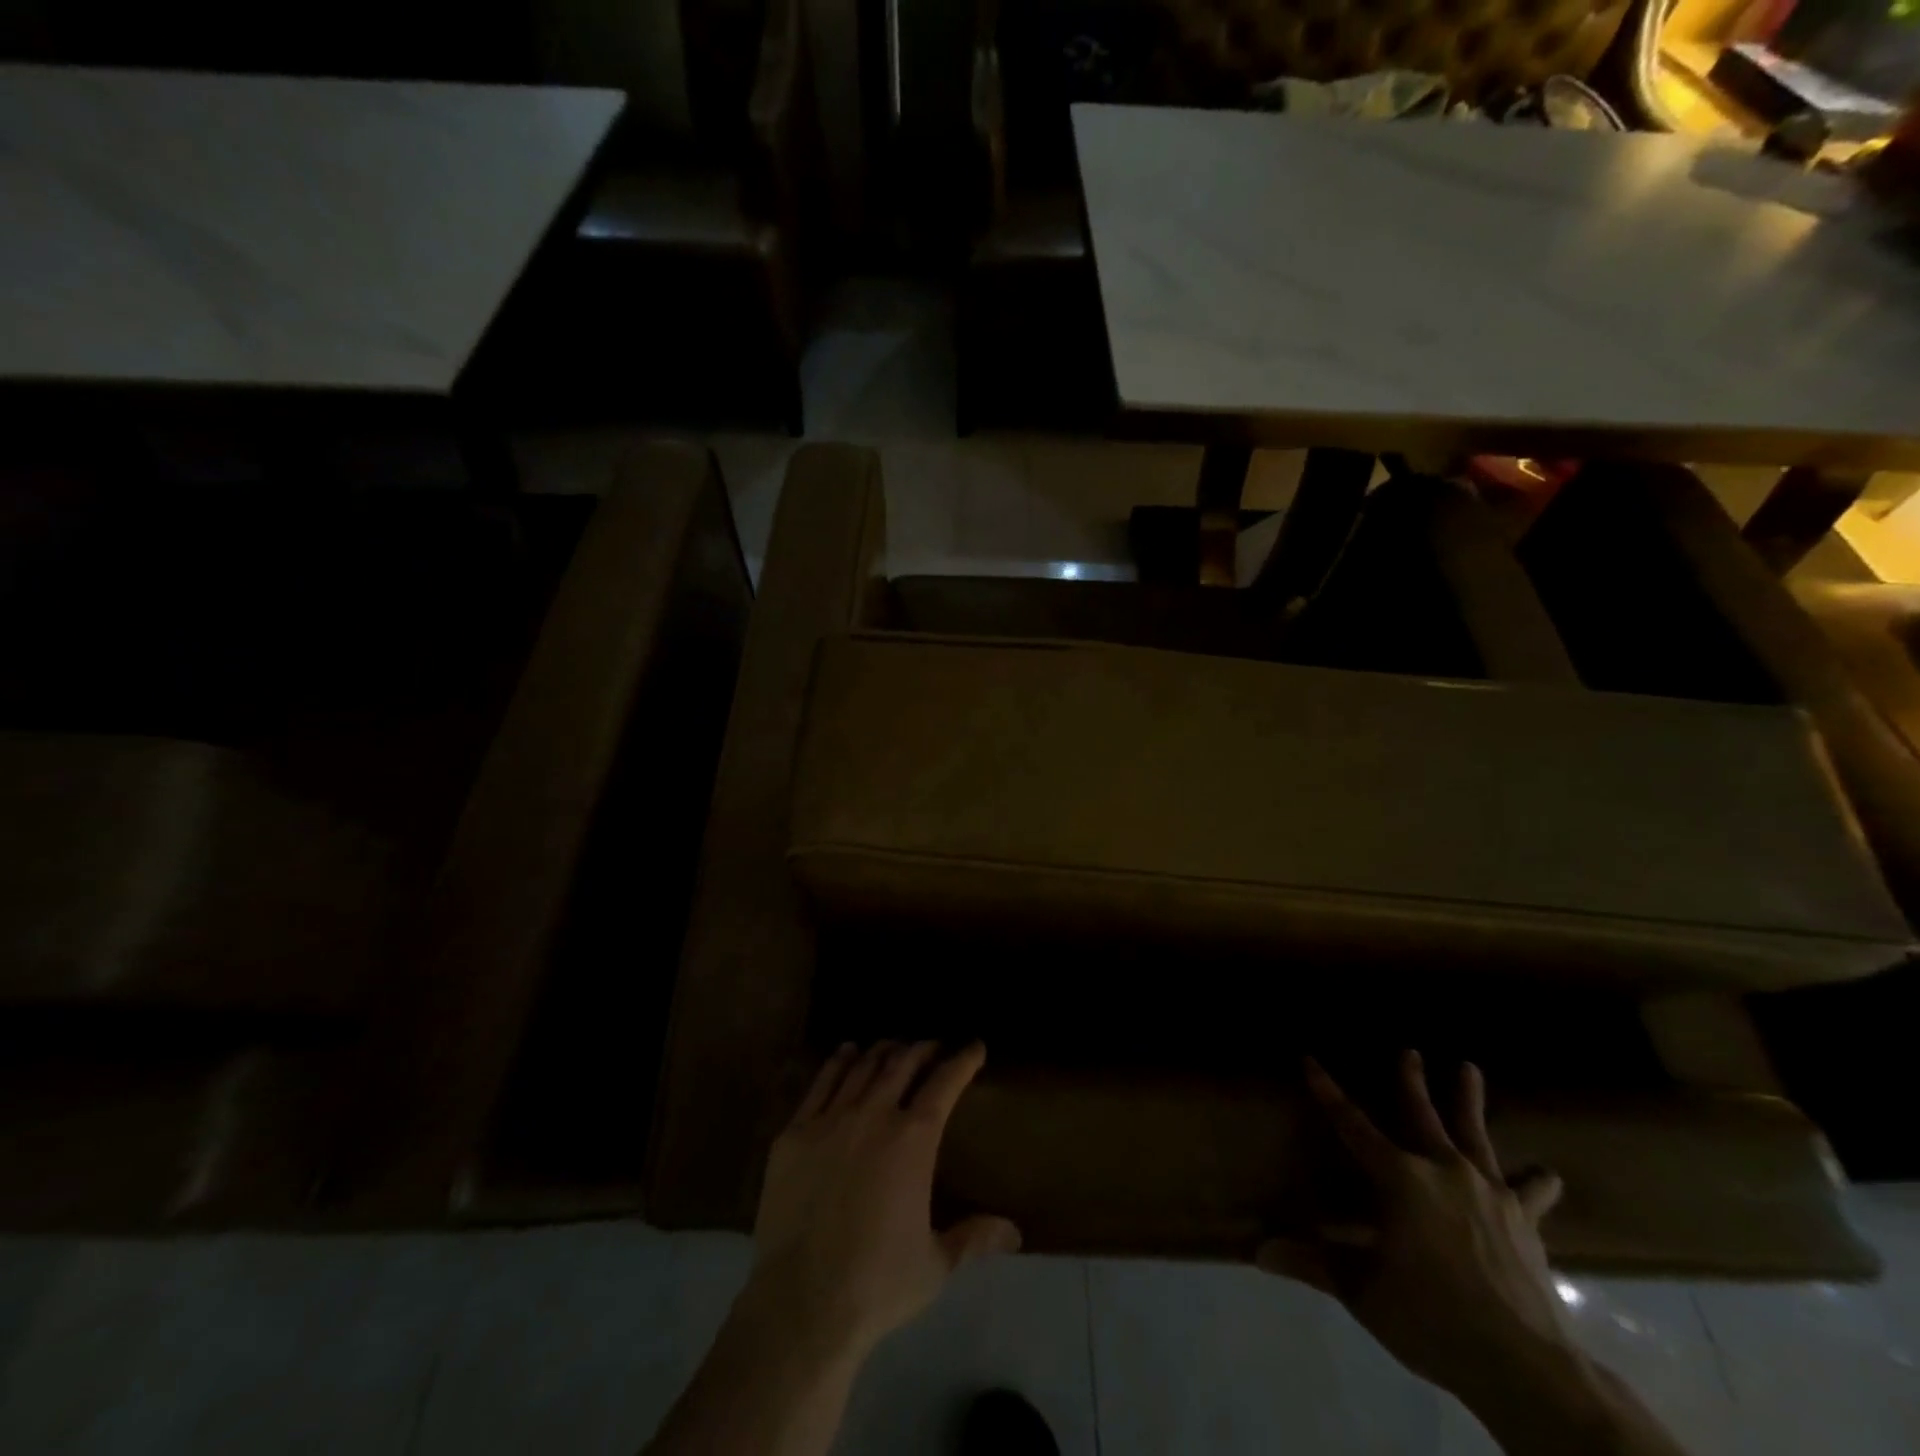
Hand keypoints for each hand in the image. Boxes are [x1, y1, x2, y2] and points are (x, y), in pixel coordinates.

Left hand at [746, 1041, 1020, 1361]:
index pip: (945, 1083)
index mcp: (913, 1140)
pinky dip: (838, 1062)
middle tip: (933, 1046)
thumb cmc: (878, 1284)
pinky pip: (820, 1084)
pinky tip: (847, 1053)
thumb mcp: (936, 1264)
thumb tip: (1014, 1232)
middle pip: (902, 1063)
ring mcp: (830, 1120)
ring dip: (883, 1051)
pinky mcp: (794, 1133)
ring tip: (894, 1046)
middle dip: (922, 1048)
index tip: (974, 1046)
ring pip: (862, 1067)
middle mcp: (874, 1115)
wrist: (801, 1304)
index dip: (963, 1060)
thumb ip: (973, 1238)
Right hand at [1259, 1051, 1574, 1407]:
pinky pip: (1529, 1193)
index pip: (1352, 1124)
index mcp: (1399, 1178)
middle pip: (1422, 1115)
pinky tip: (1546, 1174)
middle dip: (1411, 1080)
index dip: (1328, 1092)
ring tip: (1469, 1068)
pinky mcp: (1524, 1221)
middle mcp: (1443, 1171)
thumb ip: (1314, 1263)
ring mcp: (1489, 1193)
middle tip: (1410, 1050)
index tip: (1311, 1060)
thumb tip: (1258, 1251)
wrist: (1524, 1365)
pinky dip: (1535, 1181)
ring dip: (1469, 1101)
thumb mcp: (1363, 1291)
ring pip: (1475, 1135)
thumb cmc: (1430, 1317)